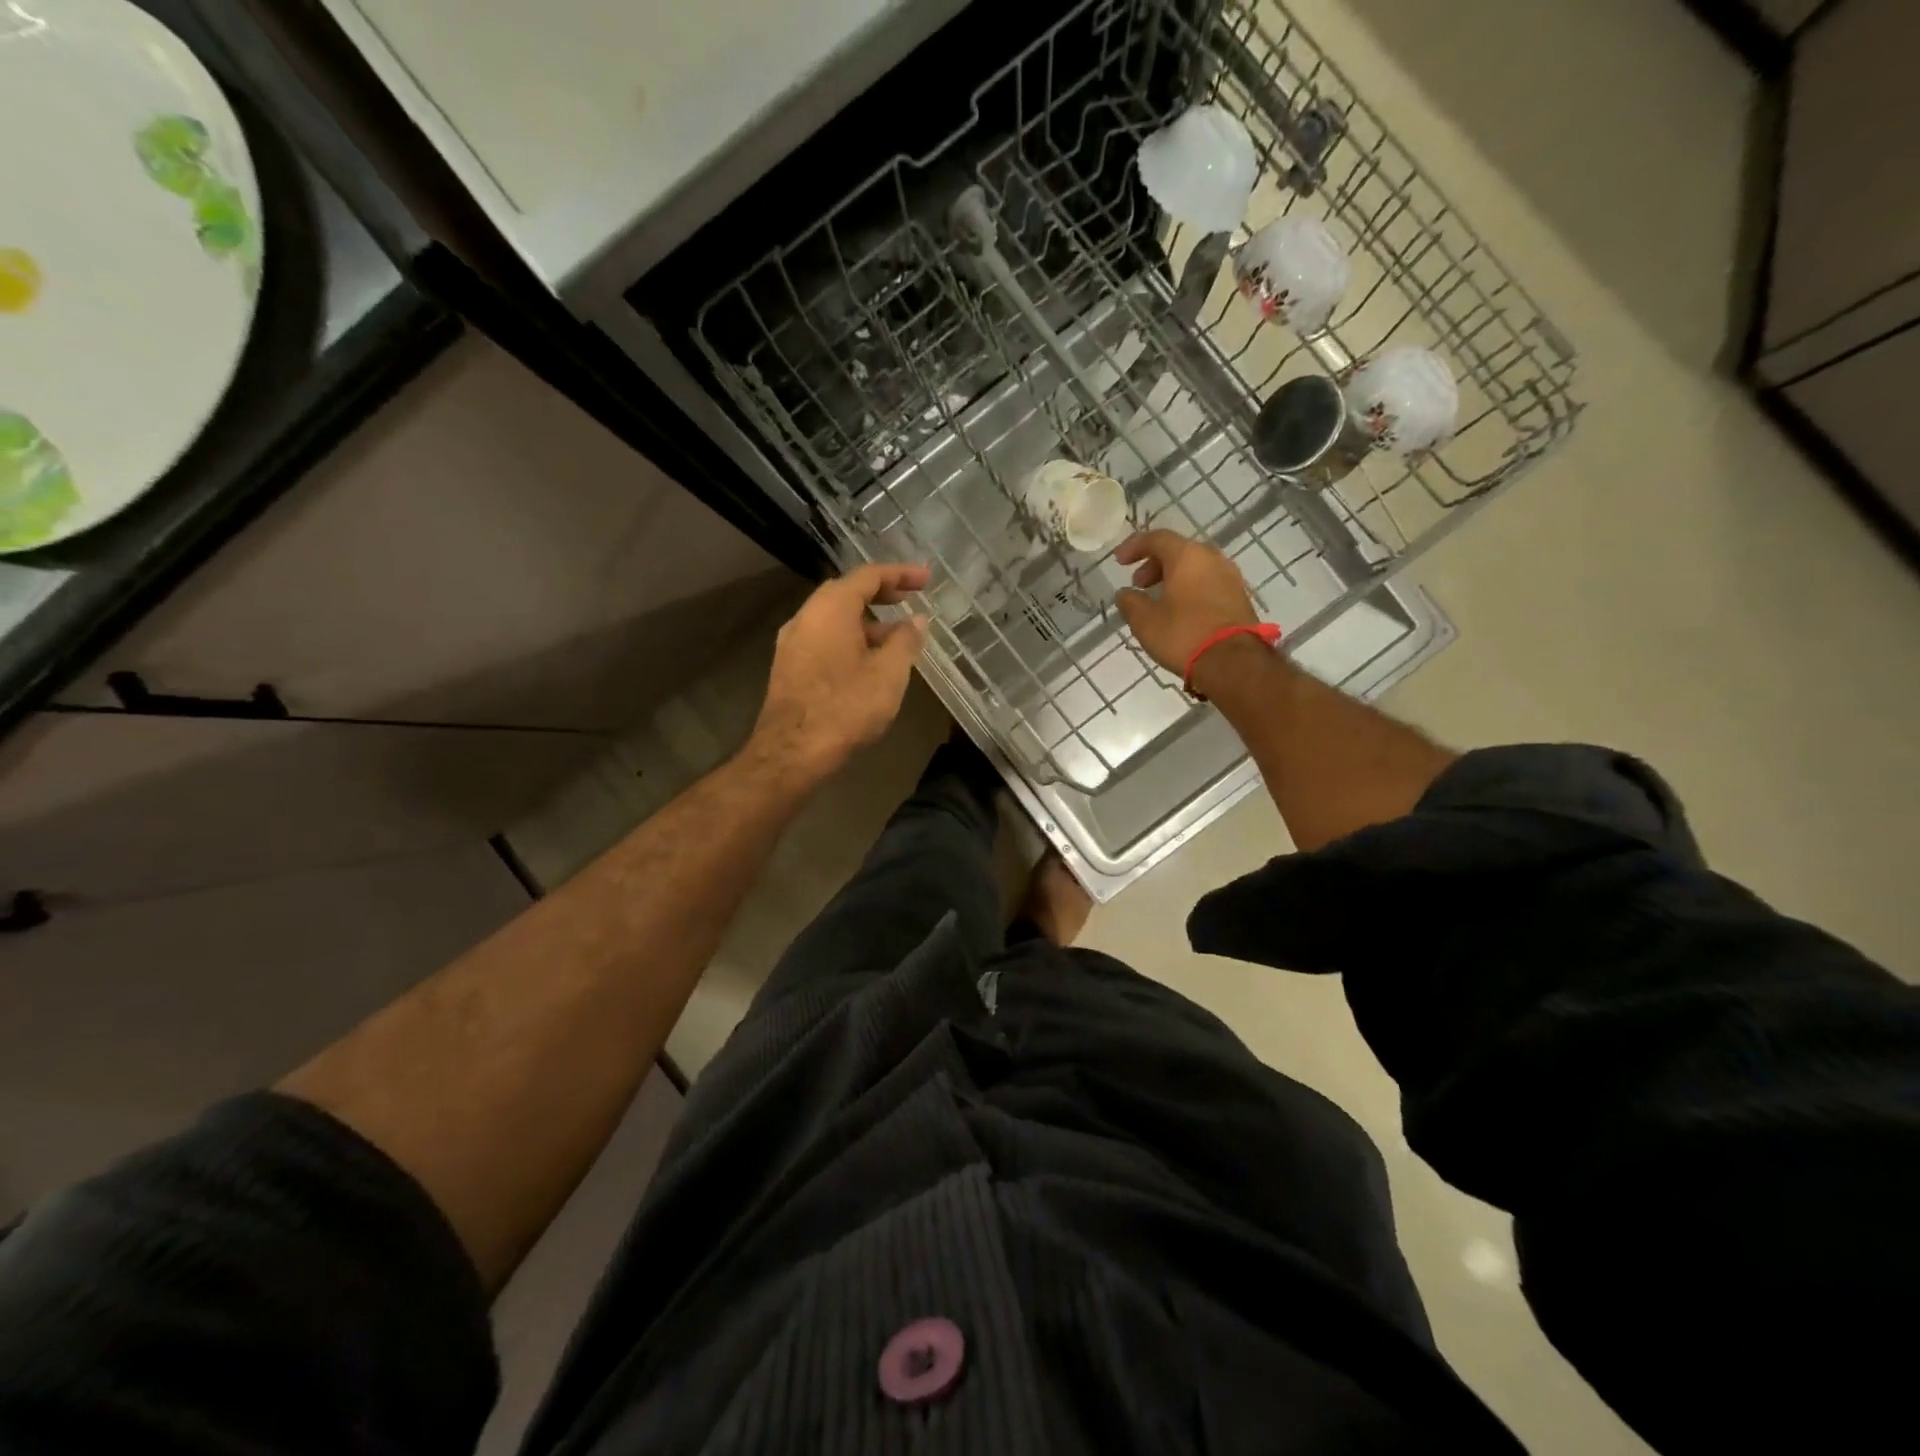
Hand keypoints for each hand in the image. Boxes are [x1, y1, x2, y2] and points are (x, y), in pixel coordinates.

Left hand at [750, 562, 930, 783]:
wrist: (792, 751)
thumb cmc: (846, 707)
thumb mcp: (889, 673)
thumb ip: (906, 641)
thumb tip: (917, 620)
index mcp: (831, 608)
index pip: (869, 576)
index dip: (901, 574)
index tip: (926, 580)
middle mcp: (806, 616)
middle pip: (846, 592)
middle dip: (881, 594)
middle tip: (909, 600)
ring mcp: (792, 642)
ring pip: (833, 618)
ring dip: (866, 621)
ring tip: (896, 638)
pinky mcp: (788, 666)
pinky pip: (823, 638)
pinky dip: (849, 638)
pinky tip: (868, 662)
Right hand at [1113, 530, 1258, 678]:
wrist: (1233, 662)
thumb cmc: (1183, 635)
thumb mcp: (1145, 621)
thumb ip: (1130, 602)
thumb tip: (1125, 594)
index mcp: (1187, 556)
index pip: (1157, 538)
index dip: (1134, 547)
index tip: (1119, 562)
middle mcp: (1212, 558)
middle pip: (1179, 551)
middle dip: (1154, 564)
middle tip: (1139, 584)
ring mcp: (1230, 577)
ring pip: (1195, 567)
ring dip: (1173, 578)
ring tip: (1158, 600)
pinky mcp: (1239, 596)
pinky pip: (1208, 582)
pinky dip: (1190, 588)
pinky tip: (1180, 611)